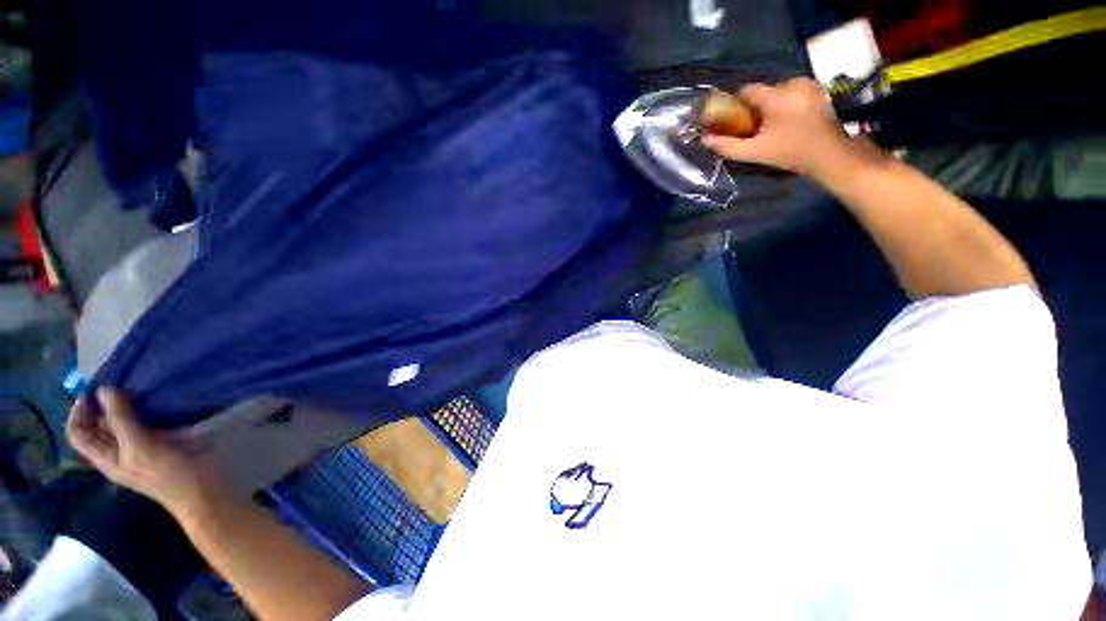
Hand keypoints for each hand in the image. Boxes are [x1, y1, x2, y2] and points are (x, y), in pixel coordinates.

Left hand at [66, 387, 227, 517]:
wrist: (202, 490)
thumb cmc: (168, 474)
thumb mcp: (141, 447)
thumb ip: (121, 420)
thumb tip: (104, 390)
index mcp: (106, 457)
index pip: (78, 432)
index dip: (79, 412)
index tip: (94, 392)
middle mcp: (117, 451)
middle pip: (98, 426)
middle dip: (103, 405)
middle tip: (120, 385)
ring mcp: (139, 447)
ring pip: (122, 422)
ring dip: (125, 406)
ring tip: (138, 390)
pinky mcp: (160, 443)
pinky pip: (144, 423)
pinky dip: (145, 411)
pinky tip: (157, 403)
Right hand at [703, 78, 852, 177]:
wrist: (829, 153)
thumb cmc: (789, 152)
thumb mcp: (754, 152)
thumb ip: (727, 146)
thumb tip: (705, 139)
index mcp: (775, 96)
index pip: (747, 90)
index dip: (737, 104)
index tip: (735, 119)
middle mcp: (791, 84)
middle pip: (764, 91)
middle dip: (757, 106)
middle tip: (755, 127)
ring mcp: (808, 85)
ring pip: (780, 91)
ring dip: (773, 104)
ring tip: (774, 125)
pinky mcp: (819, 90)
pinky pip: (794, 92)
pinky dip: (788, 102)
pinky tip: (790, 119)